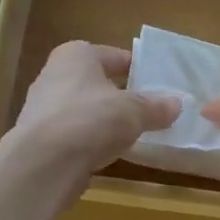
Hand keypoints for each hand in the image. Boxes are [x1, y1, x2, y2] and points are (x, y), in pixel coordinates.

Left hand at [7, 41, 180, 184]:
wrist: (44, 163)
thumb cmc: (91, 120)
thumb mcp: (134, 111)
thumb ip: (156, 107)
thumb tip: (178, 104)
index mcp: (76, 55)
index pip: (115, 56)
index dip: (138, 69)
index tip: (159, 84)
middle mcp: (55, 74)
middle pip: (98, 82)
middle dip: (122, 95)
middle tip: (150, 110)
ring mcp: (44, 108)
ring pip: (86, 109)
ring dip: (106, 120)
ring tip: (133, 134)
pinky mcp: (40, 138)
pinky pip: (75, 133)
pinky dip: (91, 140)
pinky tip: (108, 153)